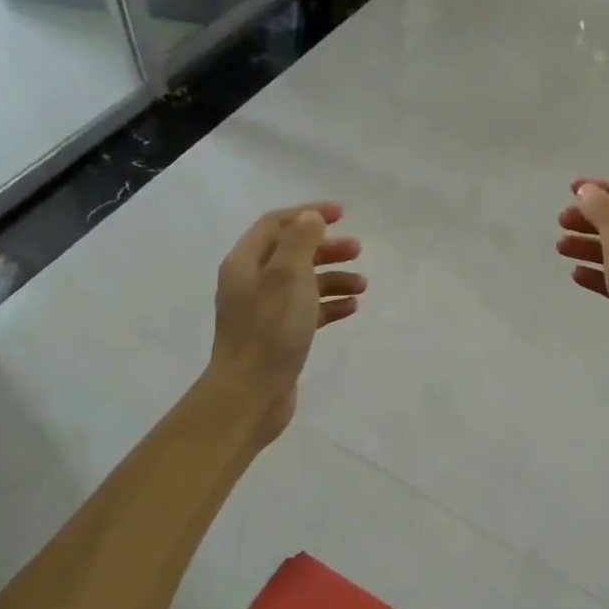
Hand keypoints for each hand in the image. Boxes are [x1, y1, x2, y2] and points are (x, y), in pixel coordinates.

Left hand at [206, 202, 364, 441]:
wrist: (250, 393)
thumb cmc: (269, 330)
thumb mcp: (288, 277)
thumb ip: (300, 242)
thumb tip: (310, 218)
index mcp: (246, 263)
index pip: (276, 224)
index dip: (308, 214)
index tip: (342, 214)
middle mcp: (251, 282)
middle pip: (292, 252)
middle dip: (326, 248)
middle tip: (358, 250)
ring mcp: (264, 311)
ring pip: (303, 283)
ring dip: (333, 278)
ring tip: (363, 285)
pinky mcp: (278, 335)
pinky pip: (307, 310)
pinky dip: (330, 304)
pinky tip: (352, 308)